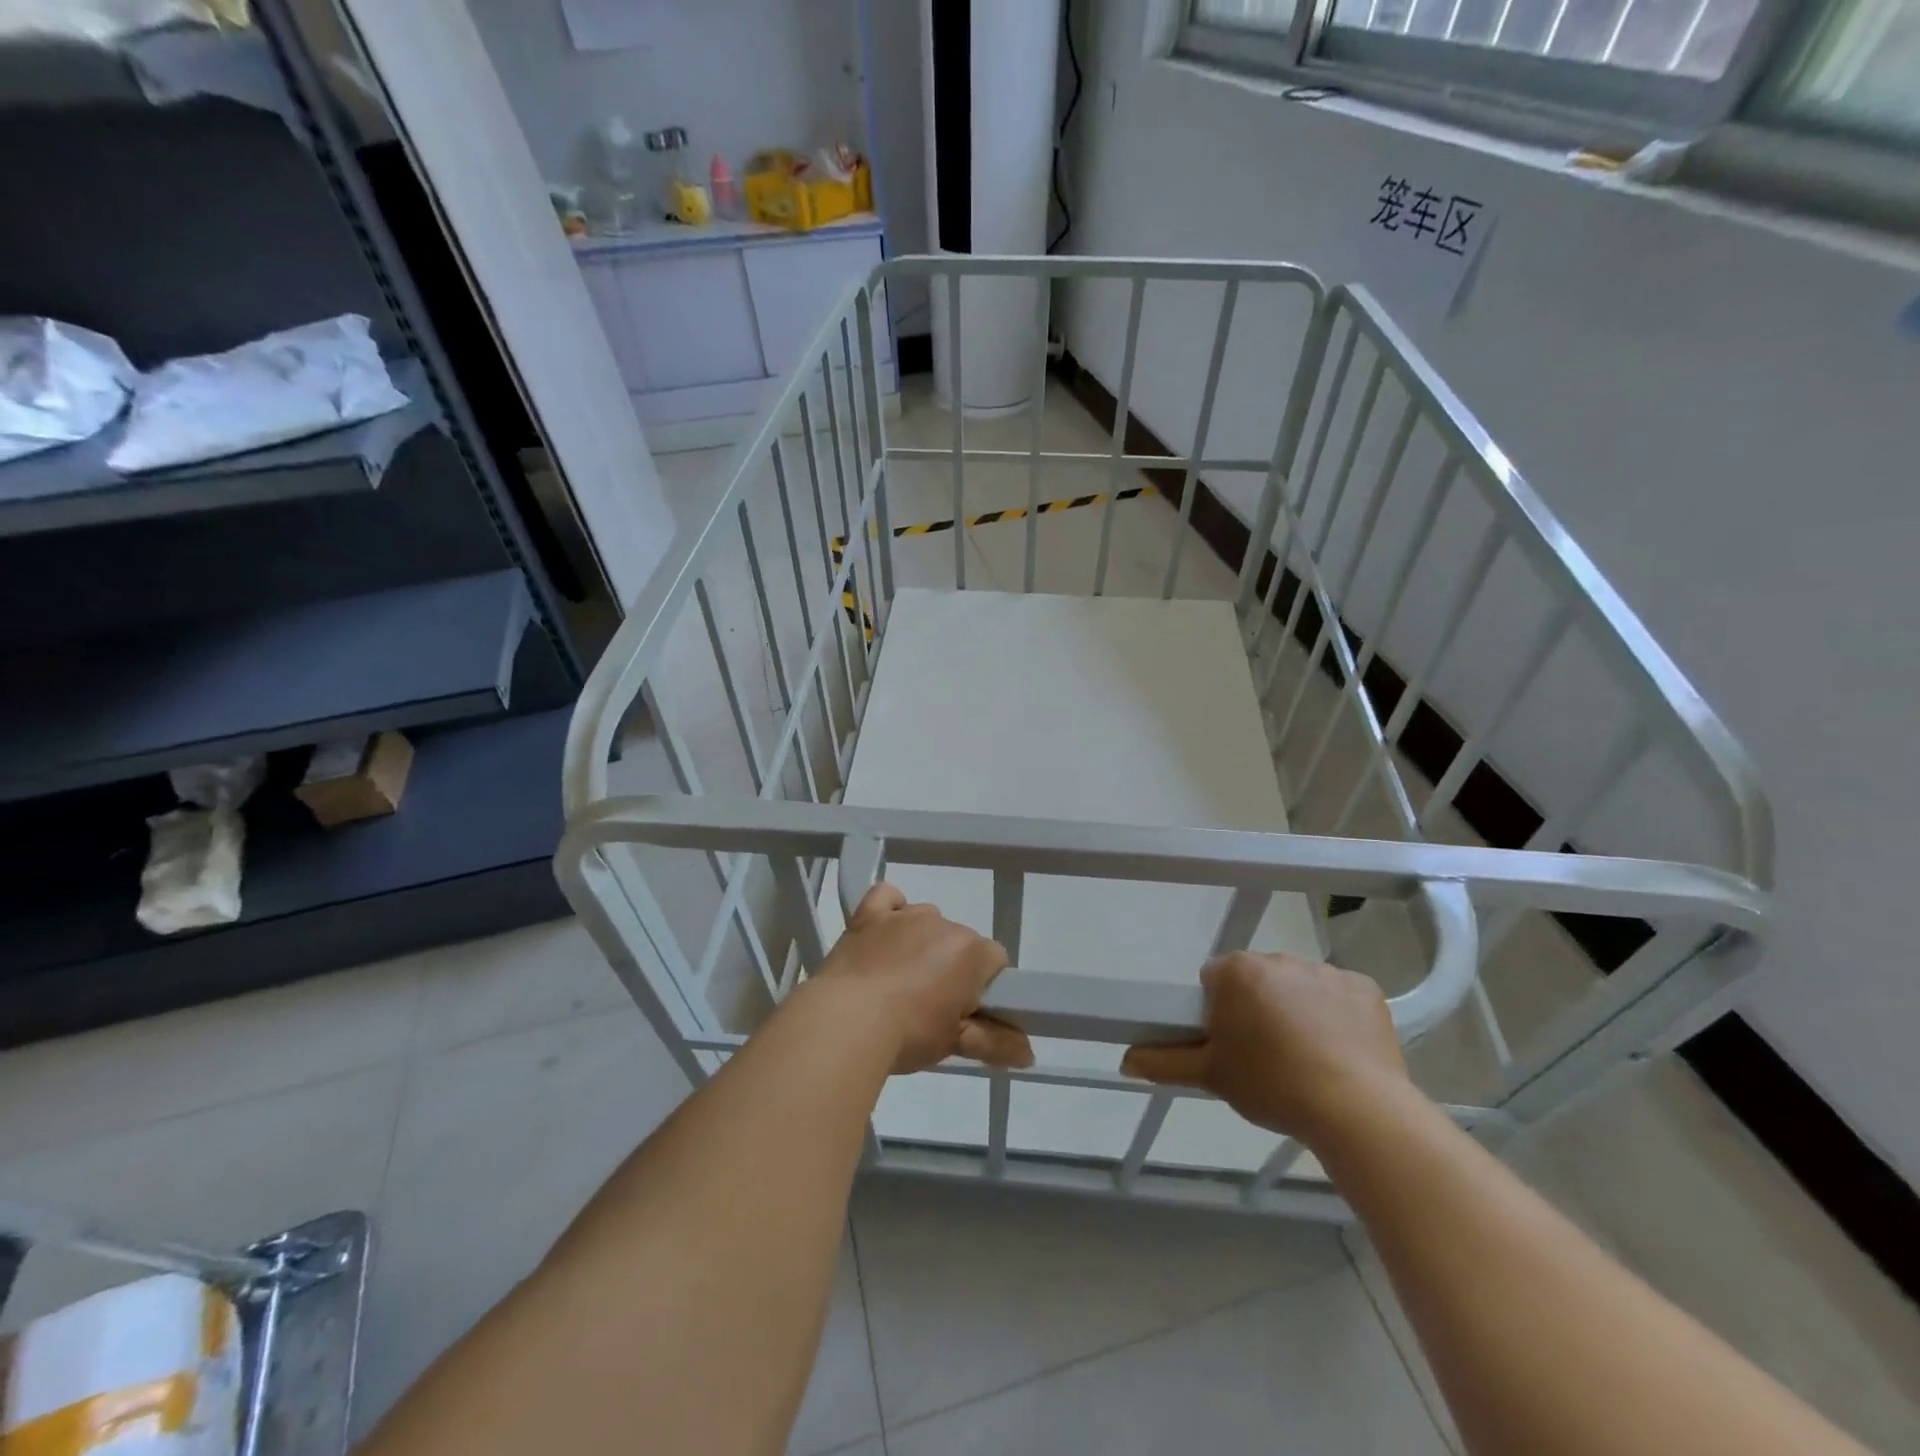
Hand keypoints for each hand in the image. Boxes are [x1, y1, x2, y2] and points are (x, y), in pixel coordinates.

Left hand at [812, 883, 1033, 1074]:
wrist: (845, 1022)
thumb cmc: (909, 1034)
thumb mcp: (955, 1043)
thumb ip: (996, 1043)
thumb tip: (1029, 1053)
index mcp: (971, 951)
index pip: (995, 961)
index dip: (984, 988)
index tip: (966, 1013)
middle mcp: (943, 924)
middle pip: (960, 942)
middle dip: (952, 968)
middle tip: (931, 1007)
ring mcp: (904, 916)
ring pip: (926, 921)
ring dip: (922, 944)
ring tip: (900, 981)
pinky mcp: (869, 916)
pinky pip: (887, 897)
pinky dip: (890, 909)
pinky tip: (885, 932)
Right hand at [1120, 951, 1412, 1146]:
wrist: (1355, 1109)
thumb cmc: (1272, 1085)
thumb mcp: (1211, 1076)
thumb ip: (1164, 1062)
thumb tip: (1124, 1060)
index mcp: (1236, 971)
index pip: (1215, 980)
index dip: (1219, 1013)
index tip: (1231, 1045)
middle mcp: (1277, 958)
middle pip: (1257, 980)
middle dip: (1257, 1007)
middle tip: (1265, 1055)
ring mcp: (1325, 970)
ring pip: (1298, 986)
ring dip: (1296, 1010)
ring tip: (1307, 1059)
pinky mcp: (1364, 987)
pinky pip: (1339, 996)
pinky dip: (1337, 1016)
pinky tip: (1341, 1052)